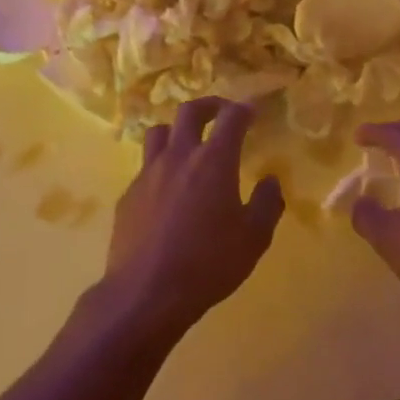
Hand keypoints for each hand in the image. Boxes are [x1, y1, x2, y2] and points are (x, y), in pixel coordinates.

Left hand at [102, 98, 283, 337]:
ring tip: (188, 145)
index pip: (231, 118)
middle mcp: (179, 156)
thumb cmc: (208, 264)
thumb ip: (267, 204)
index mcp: (213, 160)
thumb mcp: (253, 239)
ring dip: (177, 130)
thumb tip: (270, 181)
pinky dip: (160, 167)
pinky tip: (168, 191)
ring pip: (159, 132)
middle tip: (221, 113)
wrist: (145, 293)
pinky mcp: (128, 194)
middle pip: (189, 111)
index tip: (253, 112)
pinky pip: (145, 167)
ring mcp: (148, 173)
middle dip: (209, 105)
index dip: (244, 109)